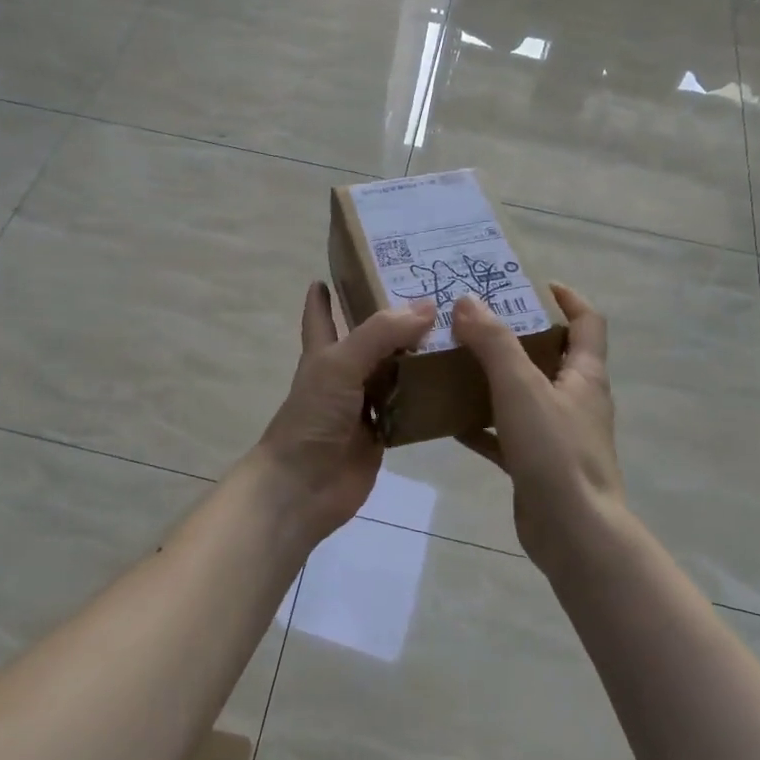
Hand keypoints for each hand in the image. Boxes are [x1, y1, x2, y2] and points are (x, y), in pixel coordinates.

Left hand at [249, 282, 435, 548]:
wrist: (303, 487)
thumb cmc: (312, 418)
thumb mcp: (340, 365)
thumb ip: (380, 333)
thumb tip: (427, 306)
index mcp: (324, 353)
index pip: (321, 316)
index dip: (324, 296)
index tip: (337, 272)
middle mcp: (344, 375)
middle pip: (371, 342)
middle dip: (394, 321)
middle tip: (434, 296)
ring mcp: (364, 407)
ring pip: (394, 374)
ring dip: (418, 358)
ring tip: (456, 332)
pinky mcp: (383, 435)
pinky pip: (409, 410)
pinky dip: (428, 398)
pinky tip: (456, 383)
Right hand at [451, 284, 624, 569]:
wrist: (573, 533)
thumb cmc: (555, 451)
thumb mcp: (521, 387)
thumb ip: (494, 342)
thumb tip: (467, 301)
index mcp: (585, 375)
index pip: (587, 323)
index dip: (567, 298)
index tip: (531, 284)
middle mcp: (575, 400)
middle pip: (550, 356)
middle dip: (515, 336)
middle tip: (474, 322)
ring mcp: (557, 435)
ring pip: (524, 396)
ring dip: (494, 379)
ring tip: (454, 363)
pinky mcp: (537, 465)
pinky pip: (505, 435)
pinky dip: (481, 425)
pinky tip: (449, 421)